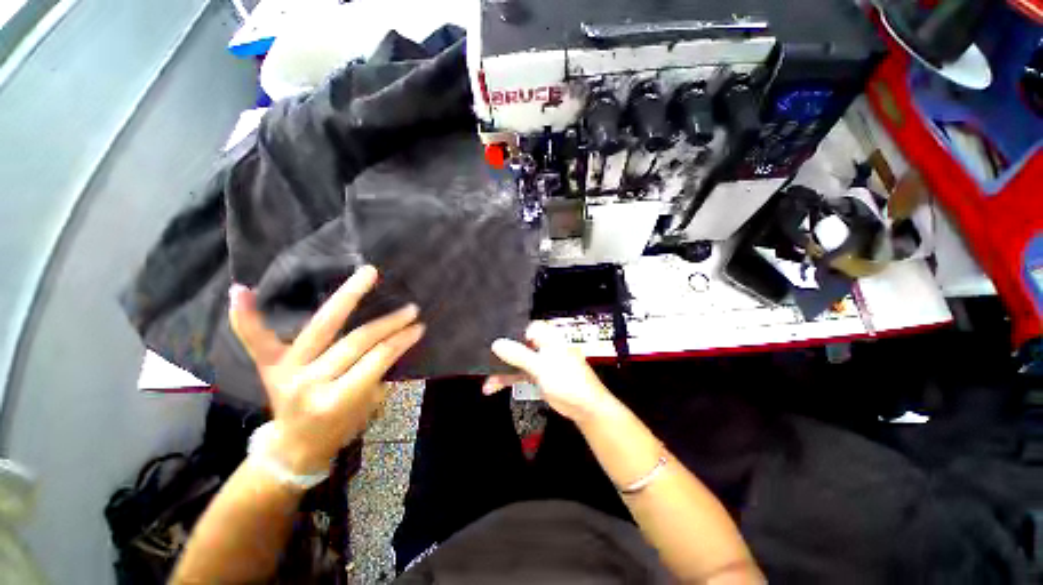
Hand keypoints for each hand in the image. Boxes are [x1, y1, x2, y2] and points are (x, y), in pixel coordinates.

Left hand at [229, 266, 424, 474]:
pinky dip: (246, 317)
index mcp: (336, 400)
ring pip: (323, 325)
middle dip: (388, 323)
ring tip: (369, 275)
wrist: (293, 448)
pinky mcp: (269, 365)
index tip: (419, 328)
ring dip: (349, 296)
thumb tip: (392, 341)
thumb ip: (376, 373)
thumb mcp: (366, 408)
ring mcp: (286, 370)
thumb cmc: (338, 429)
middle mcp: (309, 382)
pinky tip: (242, 291)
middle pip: (356, 341)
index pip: (376, 360)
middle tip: (410, 308)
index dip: (401, 341)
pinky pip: (256, 339)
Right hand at [486, 322, 615, 423]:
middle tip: (482, 355)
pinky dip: (507, 380)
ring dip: (501, 369)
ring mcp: (539, 362)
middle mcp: (543, 346)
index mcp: (549, 337)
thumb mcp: (541, 366)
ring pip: (517, 360)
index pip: (527, 326)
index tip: (494, 335)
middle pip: (519, 343)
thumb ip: (519, 355)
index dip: (511, 329)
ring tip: (483, 377)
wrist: (585, 407)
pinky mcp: (537, 376)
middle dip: (502, 351)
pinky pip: (519, 374)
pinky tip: (491, 387)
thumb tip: (496, 343)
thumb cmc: (568, 381)